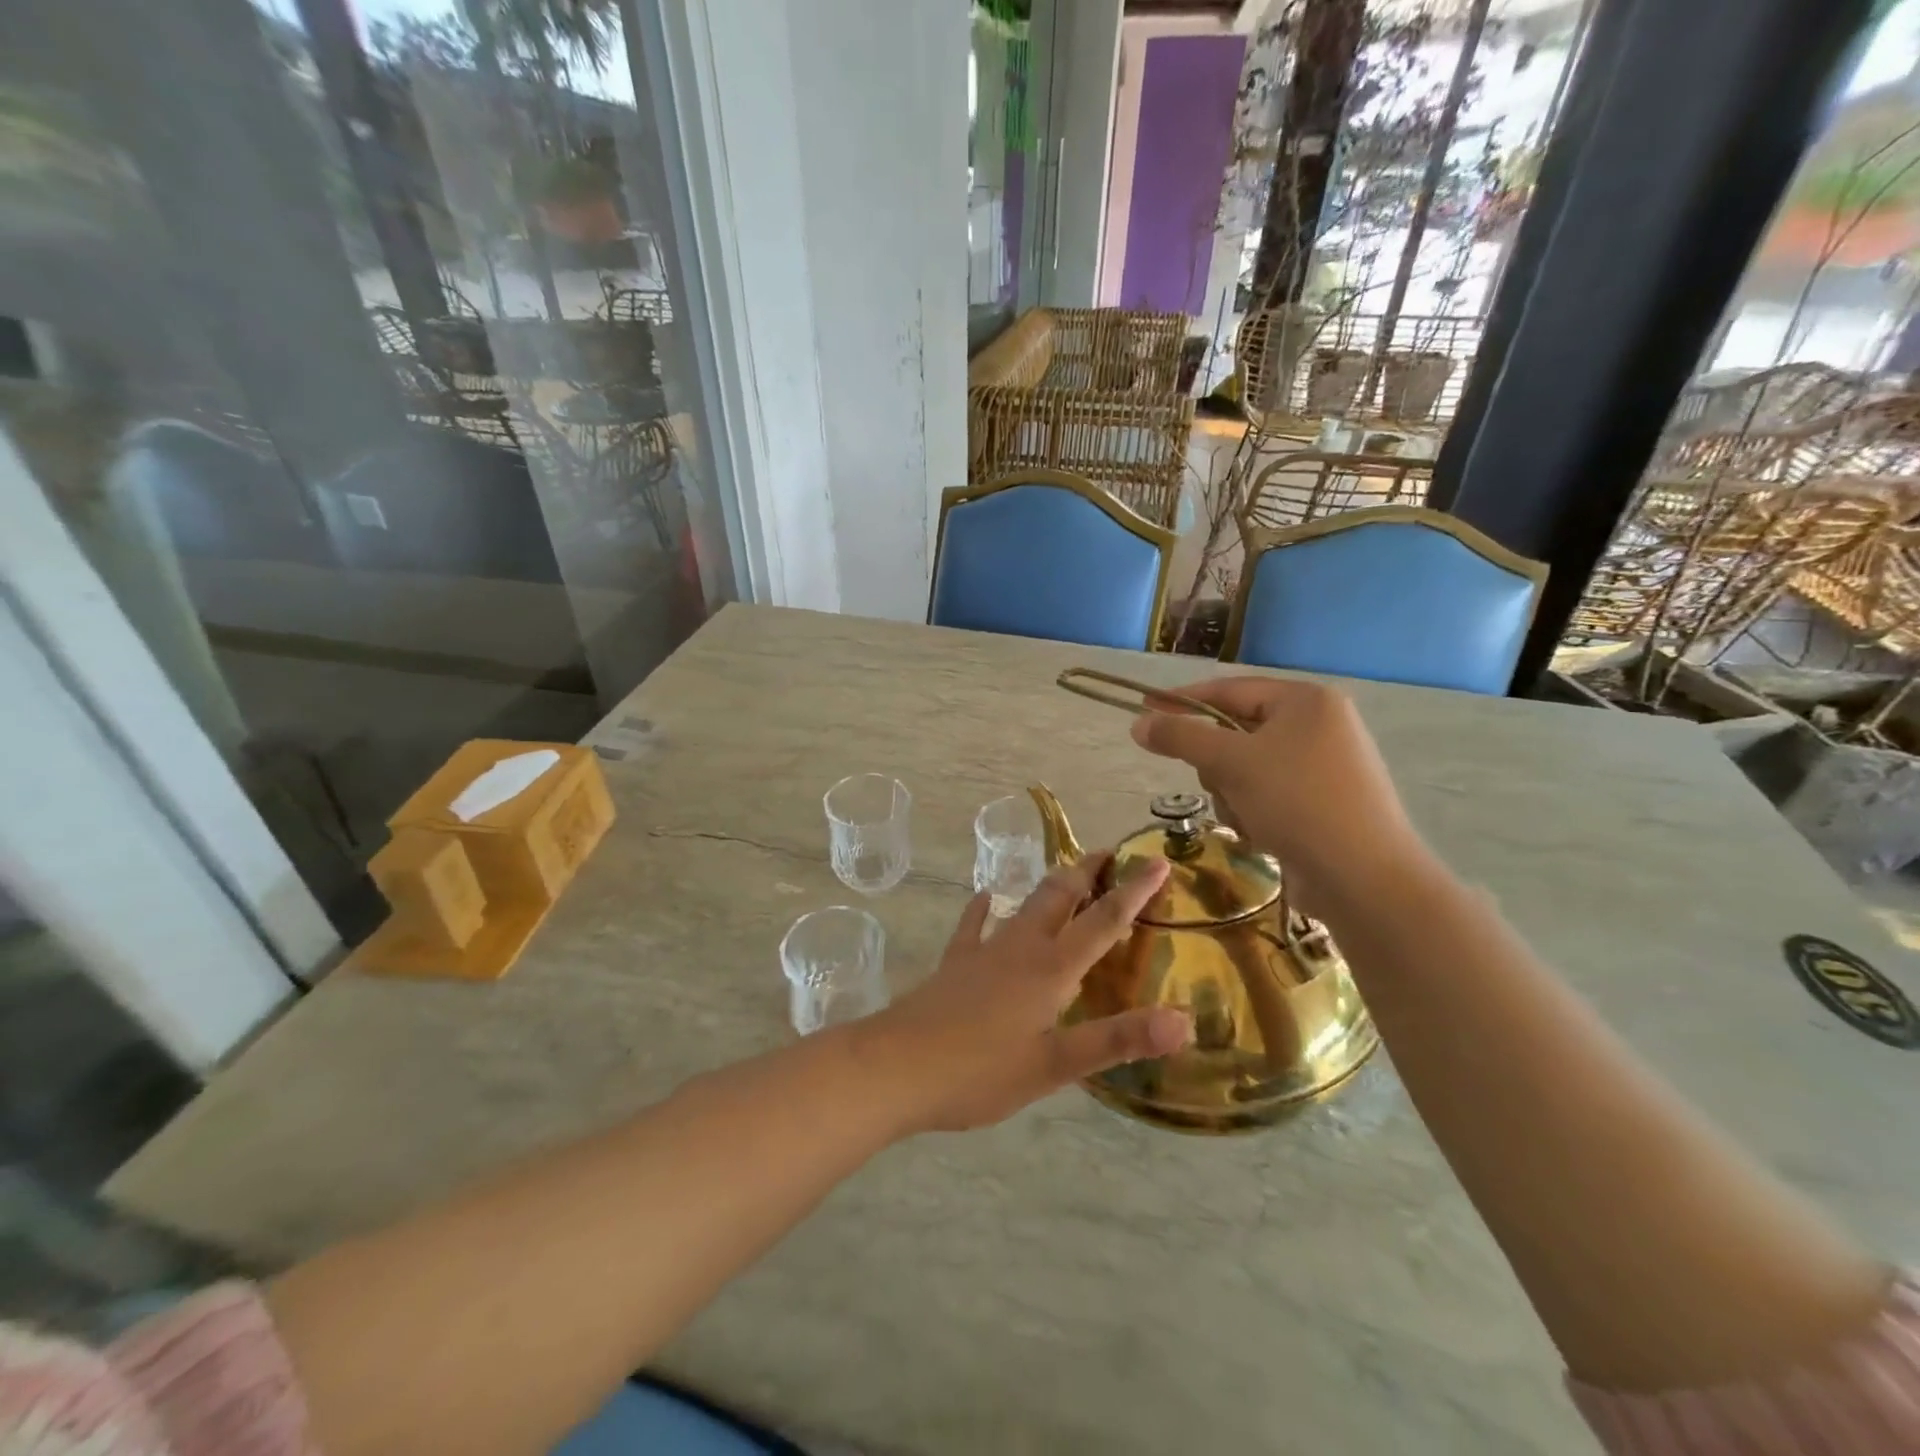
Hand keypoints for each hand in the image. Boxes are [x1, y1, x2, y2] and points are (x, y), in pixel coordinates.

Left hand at [864, 855, 1192, 1133]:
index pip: (1104, 920)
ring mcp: (983, 951)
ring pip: (1024, 905)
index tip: (1159, 860)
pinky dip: (984, 909)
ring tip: (1067, 874)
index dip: (1134, 890)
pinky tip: (986, 898)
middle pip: (1060, 896)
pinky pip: (974, 926)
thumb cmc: (979, 1071)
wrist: (896, 1066)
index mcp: (1051, 968)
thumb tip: (1184, 1020)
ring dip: (1051, 886)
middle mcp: (1020, 947)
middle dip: (1088, 872)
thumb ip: (1117, 1040)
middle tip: (1110, 853)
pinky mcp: (955, 964)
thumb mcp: (1055, 1065)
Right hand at [1131, 676, 1430, 918]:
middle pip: (1236, 730)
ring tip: (1246, 817)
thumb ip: (1181, 737)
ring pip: (1247, 767)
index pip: (1229, 689)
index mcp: (1306, 701)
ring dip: (1233, 792)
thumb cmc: (1297, 803)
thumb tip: (1138, 724)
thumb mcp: (1231, 763)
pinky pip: (1268, 793)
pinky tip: (1263, 834)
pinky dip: (1254, 810)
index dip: (1182, 700)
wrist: (1363, 877)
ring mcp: (1325, 765)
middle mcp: (1320, 725)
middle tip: (1217, 783)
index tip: (1143, 709)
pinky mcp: (1324, 802)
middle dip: (1218, 763)